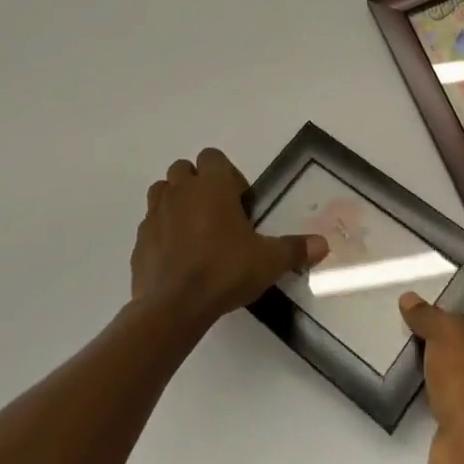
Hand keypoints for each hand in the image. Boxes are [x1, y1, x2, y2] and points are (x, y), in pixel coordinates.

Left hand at [131, 148, 326, 331]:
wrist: (173, 306)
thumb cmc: (224, 271)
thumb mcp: (268, 261)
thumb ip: (295, 249)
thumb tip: (324, 245)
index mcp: (212, 185)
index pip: (213, 157)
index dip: (227, 174)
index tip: (239, 202)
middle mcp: (181, 191)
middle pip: (184, 169)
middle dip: (198, 184)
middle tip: (217, 214)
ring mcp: (155, 214)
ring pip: (162, 191)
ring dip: (176, 202)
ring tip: (195, 231)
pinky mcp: (140, 240)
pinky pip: (151, 224)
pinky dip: (162, 232)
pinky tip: (177, 256)